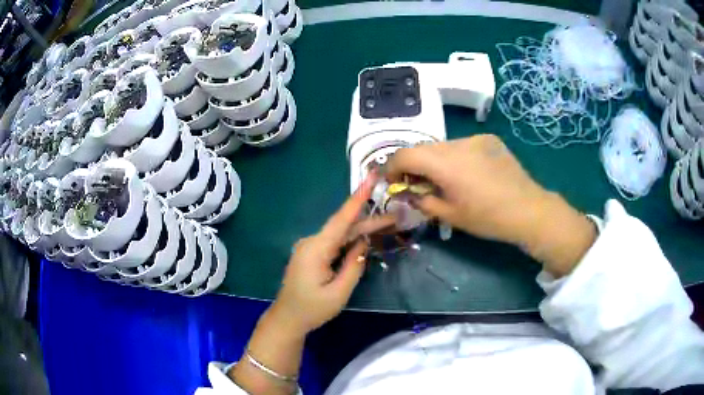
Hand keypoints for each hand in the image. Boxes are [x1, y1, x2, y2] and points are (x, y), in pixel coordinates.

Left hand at [270, 174, 394, 335]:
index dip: (357, 198)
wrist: (288, 319)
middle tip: (396, 217)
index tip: (370, 177)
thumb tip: (364, 242)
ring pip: (340, 234)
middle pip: (344, 227)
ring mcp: (310, 247)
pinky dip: (351, 241)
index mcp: (316, 249)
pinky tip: (366, 239)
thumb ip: (354, 265)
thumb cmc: (312, 309)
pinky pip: (334, 243)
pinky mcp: (312, 254)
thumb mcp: (339, 292)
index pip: (341, 219)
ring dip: (362, 231)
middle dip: (370, 221)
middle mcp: (312, 242)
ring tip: (387, 226)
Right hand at [386, 135, 595, 276]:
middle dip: (414, 165)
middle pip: (423, 148)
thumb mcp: (450, 215)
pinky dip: (455, 157)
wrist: (529, 209)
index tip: (392, 182)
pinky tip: (468, 173)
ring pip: (442, 146)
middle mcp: (457, 143)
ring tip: (444, 180)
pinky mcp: (488, 140)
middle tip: (416, 185)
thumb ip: (422, 202)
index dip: (392, 167)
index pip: (404, 154)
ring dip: (435, 161)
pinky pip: (462, 145)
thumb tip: (408, 194)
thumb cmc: (488, 217)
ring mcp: (474, 138)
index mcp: (444, 163)